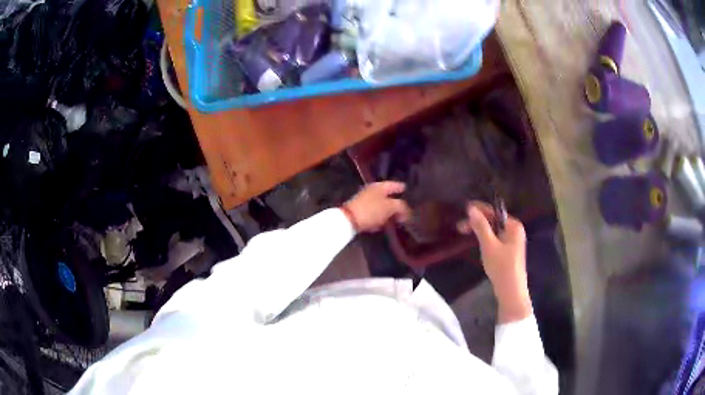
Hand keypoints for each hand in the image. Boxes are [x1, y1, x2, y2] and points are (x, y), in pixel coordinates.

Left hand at [344, 182, 410, 232]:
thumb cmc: (371, 210)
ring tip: (397, 220)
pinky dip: (380, 219)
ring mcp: (365, 201)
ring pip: (382, 206)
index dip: (402, 188)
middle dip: (397, 204)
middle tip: (406, 212)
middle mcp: (372, 191)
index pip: (395, 185)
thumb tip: (406, 210)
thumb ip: (401, 206)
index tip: (409, 191)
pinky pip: (374, 214)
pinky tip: (383, 225)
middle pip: (389, 196)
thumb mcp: (390, 207)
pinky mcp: (361, 212)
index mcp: (380, 186)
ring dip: (389, 213)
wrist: (349, 220)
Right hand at [457, 201, 531, 323]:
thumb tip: (470, 208)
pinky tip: (476, 242)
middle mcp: (515, 231)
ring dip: (479, 230)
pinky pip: (495, 239)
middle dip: (477, 222)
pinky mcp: (508, 251)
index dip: (479, 209)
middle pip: (494, 221)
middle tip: (459, 227)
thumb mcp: (489, 245)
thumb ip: (480, 226)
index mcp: (514, 226)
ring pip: (493, 230)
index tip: (463, 208)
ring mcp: (512, 241)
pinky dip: (485, 238)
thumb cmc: (501, 267)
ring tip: (464, 232)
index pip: (494, 212)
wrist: (511, 291)